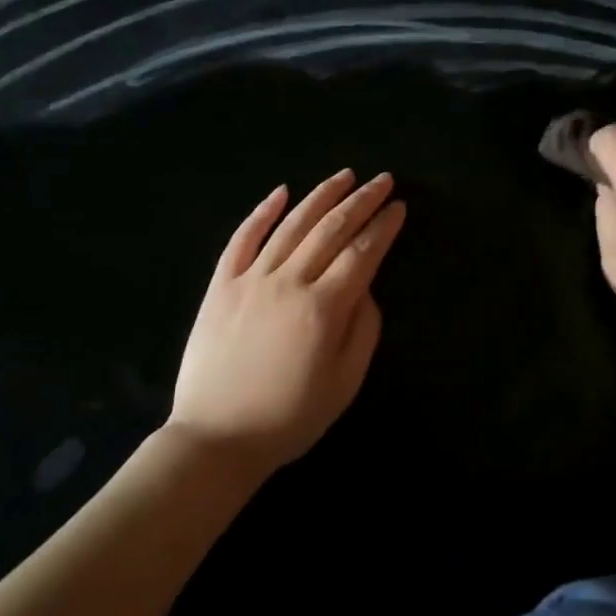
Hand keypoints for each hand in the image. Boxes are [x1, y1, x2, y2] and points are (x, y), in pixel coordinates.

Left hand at [168, 171, 406, 475]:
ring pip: (291, 225)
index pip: (361, 253)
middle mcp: (288, 281)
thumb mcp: (344, 384)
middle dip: (361, 201)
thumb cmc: (289, 418)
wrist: (216, 438)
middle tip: (382, 180)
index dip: (383, 227)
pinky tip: (280, 192)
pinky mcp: (220, 285)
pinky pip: (242, 239)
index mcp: (323, 308)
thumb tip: (366, 286)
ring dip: (320, 196)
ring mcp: (250, 279)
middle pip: (331, 229)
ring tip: (343, 177)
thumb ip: (363, 330)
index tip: (399, 206)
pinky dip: (262, 212)